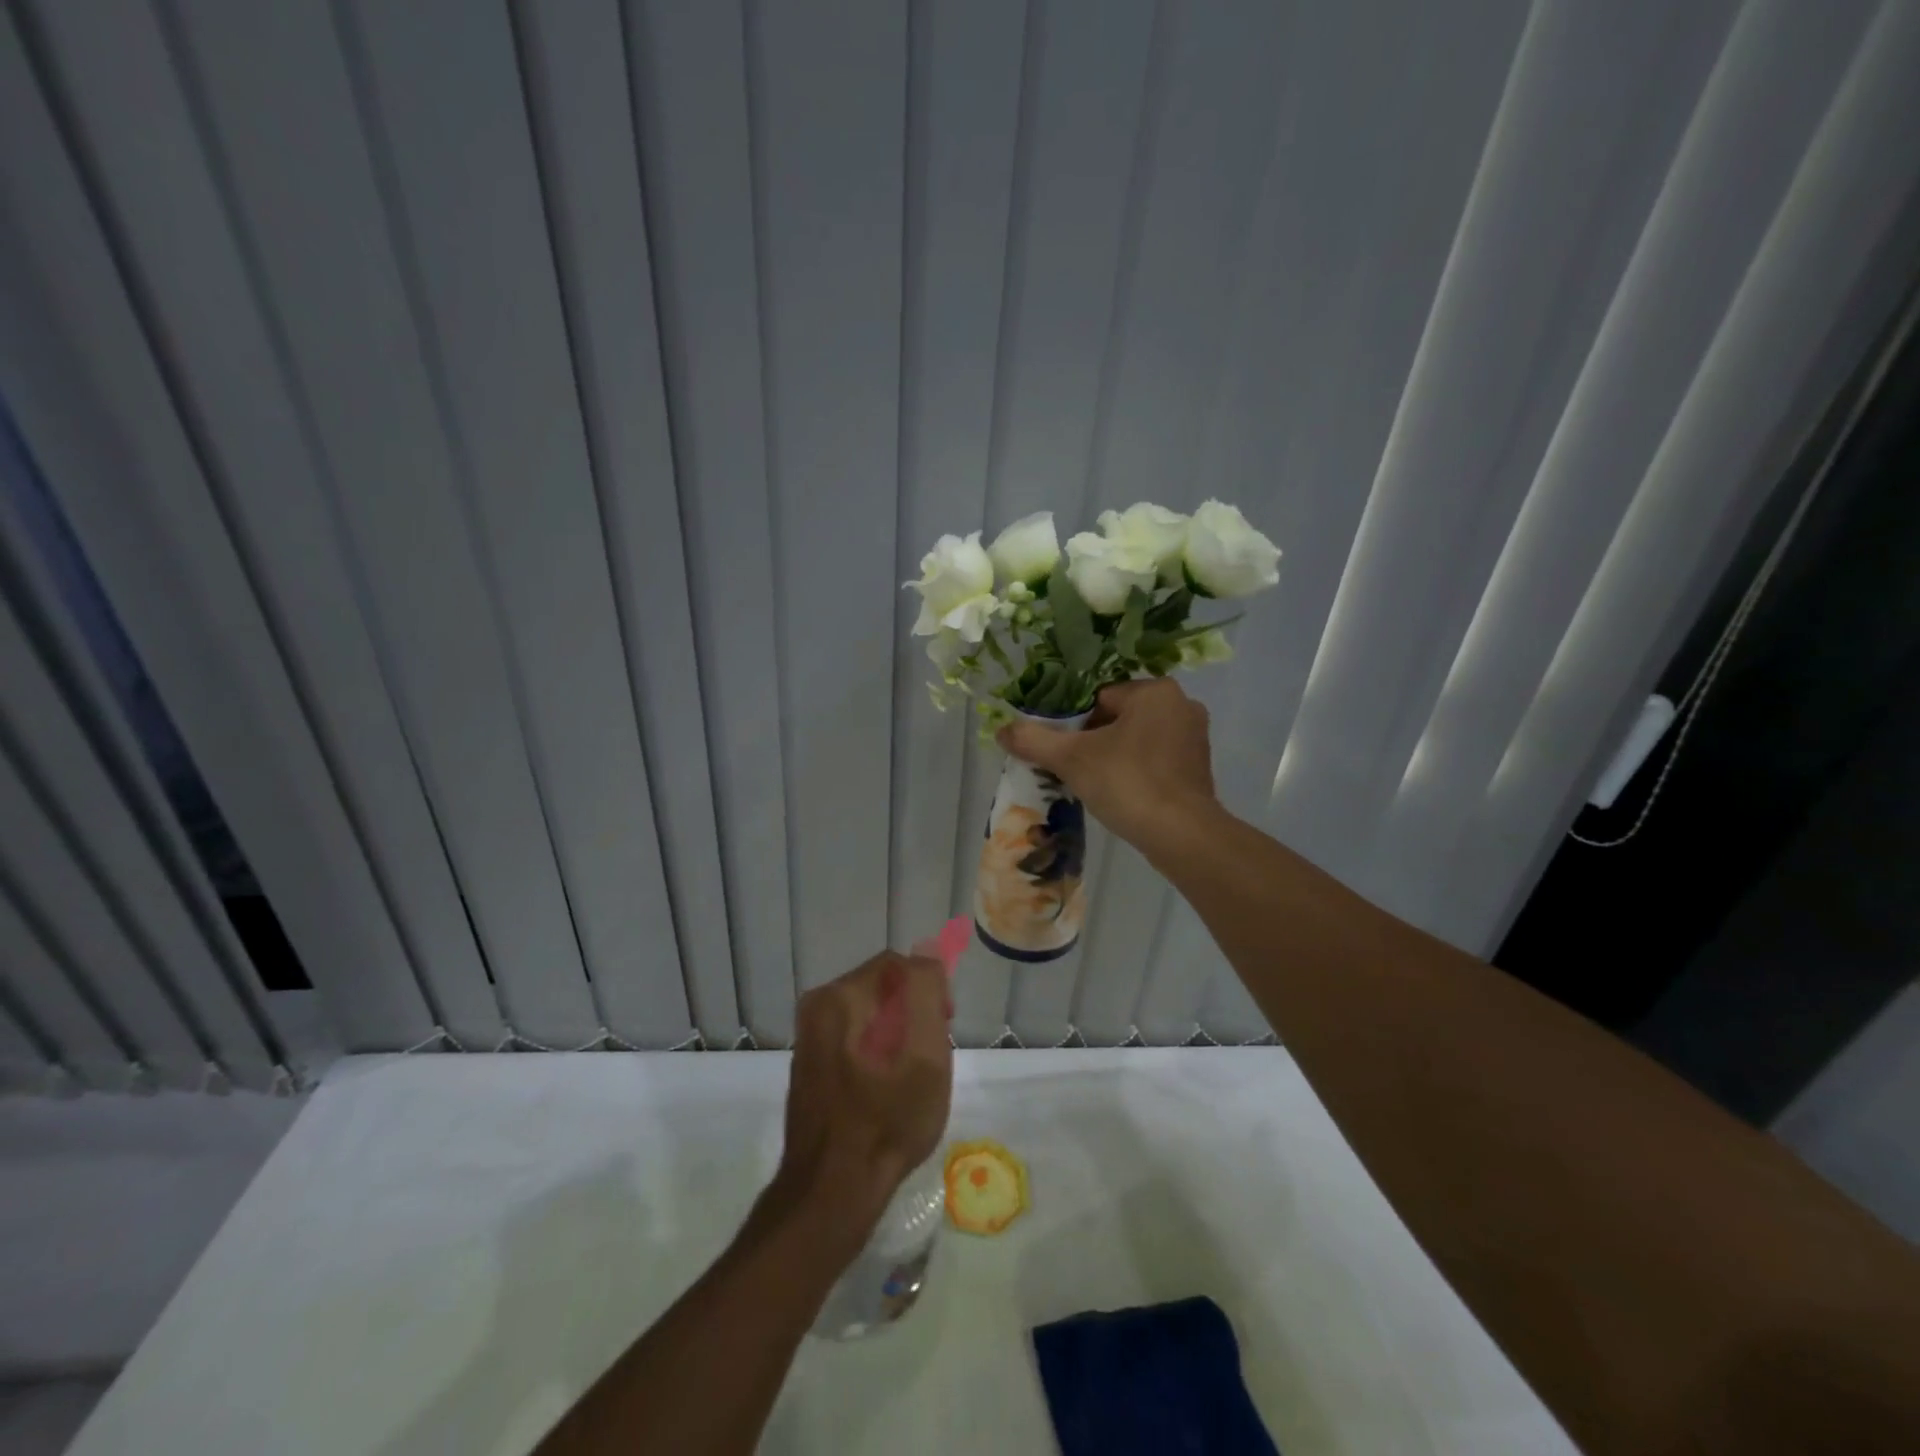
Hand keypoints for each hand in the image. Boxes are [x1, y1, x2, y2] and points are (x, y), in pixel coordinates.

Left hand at [773, 951, 953, 1255]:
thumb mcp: (925, 1053)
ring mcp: (810, 1036)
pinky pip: (853, 1038)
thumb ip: (925, 991)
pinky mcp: (809, 1064)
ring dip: (896, 1034)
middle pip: (882, 988)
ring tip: (910, 1077)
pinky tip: (885, 1090)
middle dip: (912, 1013)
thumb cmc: (886, 1120)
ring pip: (869, 1014)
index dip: (930, 990)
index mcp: (840, 996)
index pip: (899, 965)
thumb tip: (926, 956)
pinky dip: (875, 1052)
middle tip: (931, 1056)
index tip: (945, 1026)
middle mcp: (818, 1006)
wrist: (830, 1191)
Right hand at [997, 678, 1218, 850]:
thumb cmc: (1128, 783)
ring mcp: (1195, 738)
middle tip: (1072, 768)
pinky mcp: (1199, 768)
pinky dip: (1136, 772)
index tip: (1062, 750)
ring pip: (1137, 740)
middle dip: (1093, 740)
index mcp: (1155, 691)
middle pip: (1118, 717)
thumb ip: (1034, 740)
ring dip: (1114, 756)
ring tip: (1094, 784)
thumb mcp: (1071, 759)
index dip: (1073, 724)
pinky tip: (1121, 794)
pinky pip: (1156, 761)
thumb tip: (1002, 730)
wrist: (1181, 835)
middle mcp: (1182, 706)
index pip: (1099, 698)